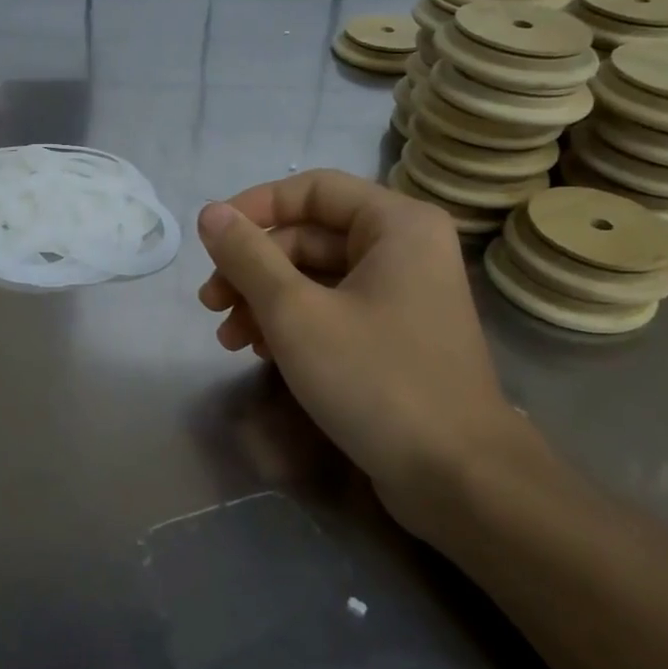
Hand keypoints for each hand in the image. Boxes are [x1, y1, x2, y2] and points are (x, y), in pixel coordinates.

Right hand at [196, 170, 542, 537]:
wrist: (457, 478)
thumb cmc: (376, 380)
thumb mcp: (296, 313)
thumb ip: (248, 256)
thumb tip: (210, 212)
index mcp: (395, 225)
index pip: (311, 190)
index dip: (254, 207)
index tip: (211, 240)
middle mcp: (404, 249)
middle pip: (309, 236)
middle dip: (253, 268)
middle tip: (210, 303)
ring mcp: (402, 296)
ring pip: (316, 278)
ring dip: (265, 301)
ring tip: (228, 339)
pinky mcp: (395, 337)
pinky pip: (333, 310)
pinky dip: (293, 325)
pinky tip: (261, 353)